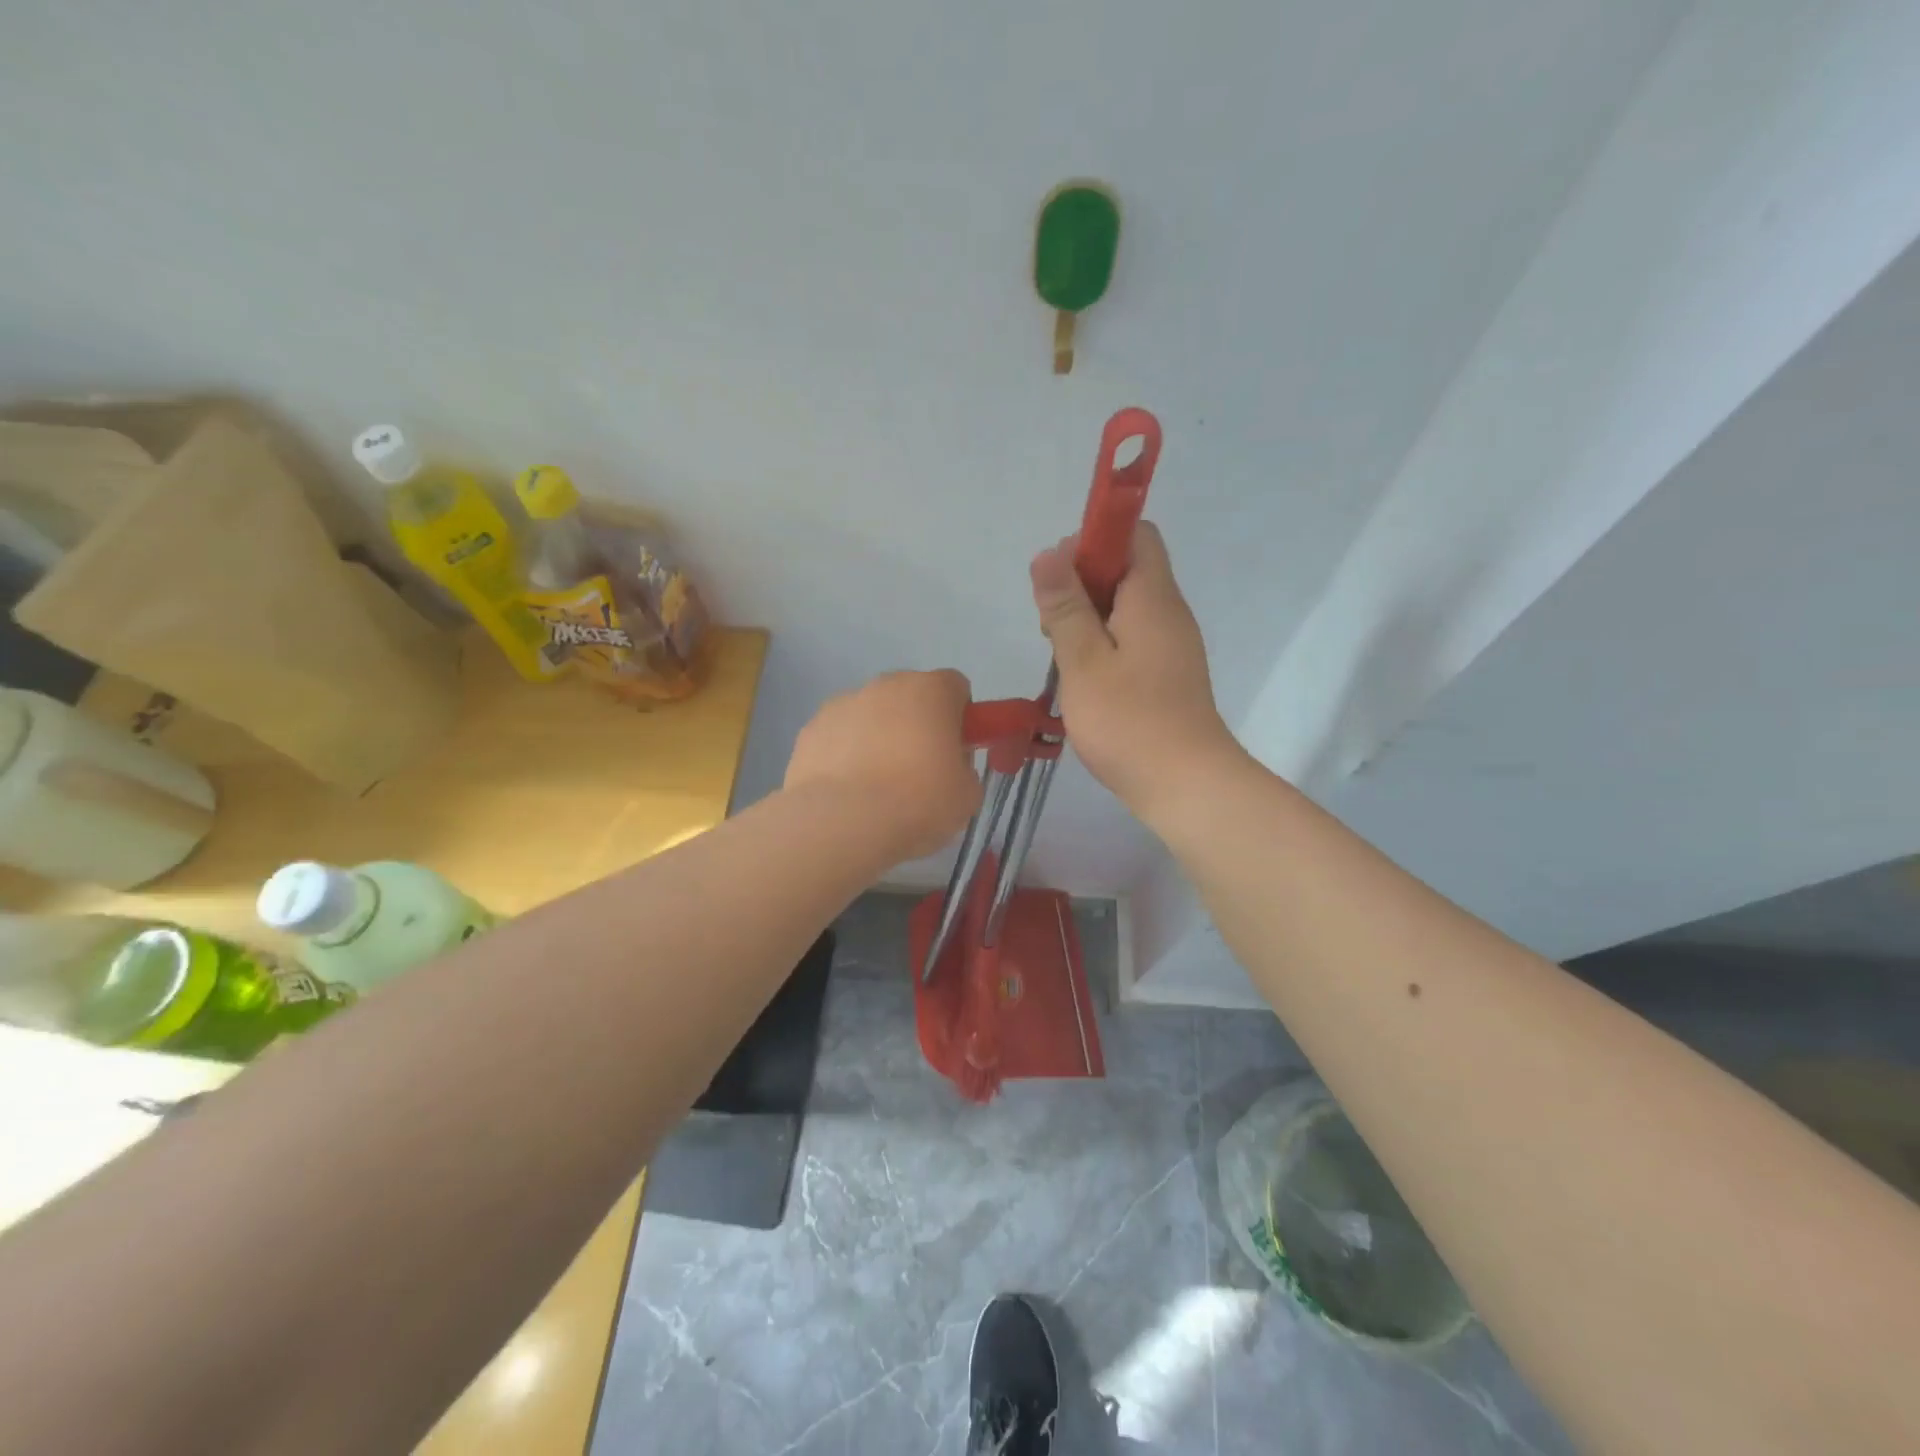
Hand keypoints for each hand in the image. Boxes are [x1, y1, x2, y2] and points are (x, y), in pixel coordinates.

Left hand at [785, 669, 982, 860]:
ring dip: (878, 739)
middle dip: (917, 726)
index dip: (960, 718)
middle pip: (910, 698)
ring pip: (871, 716)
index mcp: (930, 691)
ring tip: (877, 789)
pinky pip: (838, 738)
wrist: (842, 822)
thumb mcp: (967, 794)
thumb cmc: (917, 802)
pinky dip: (845, 756)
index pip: (955, 687)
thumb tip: (948, 767)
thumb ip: (963, 769)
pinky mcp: (810, 730)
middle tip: (920, 773)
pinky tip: (848, 793)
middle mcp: (885, 685)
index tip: (955, 752)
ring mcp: (842, 704)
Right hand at [1030, 522, 1242, 819]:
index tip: (1059, 576)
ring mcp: (1171, 645)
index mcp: (1152, 597)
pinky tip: (1081, 677)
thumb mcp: (1084, 660)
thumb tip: (1049, 553)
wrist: (1185, 784)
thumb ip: (1065, 606)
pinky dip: (1103, 644)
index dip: (1094, 540)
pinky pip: (1131, 638)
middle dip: (1082, 583)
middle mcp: (1168, 612)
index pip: (1135, 534)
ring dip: (1088, 618)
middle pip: (1127, 569)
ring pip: (1125, 607)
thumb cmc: (1129, 719)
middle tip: (1051, 623)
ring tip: (1061, 654)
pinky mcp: (1166, 673)